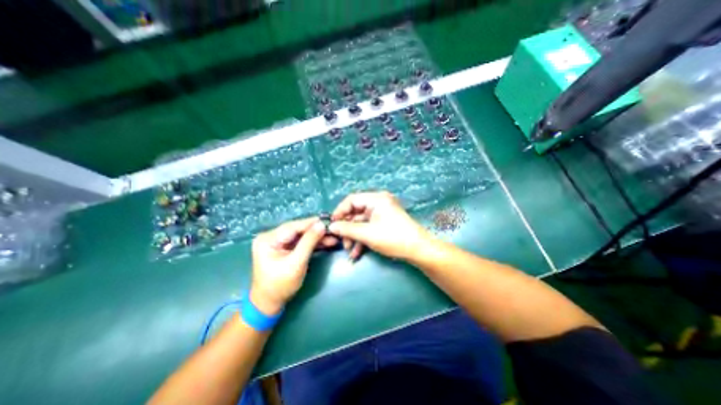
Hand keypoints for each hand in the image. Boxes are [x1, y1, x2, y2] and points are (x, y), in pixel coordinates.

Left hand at [252, 218, 330, 315]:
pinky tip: (325, 242)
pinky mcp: (284, 248)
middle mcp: (271, 237)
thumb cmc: (280, 285)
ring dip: (316, 237)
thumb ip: (309, 242)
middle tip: (333, 230)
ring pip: (301, 236)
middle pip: (298, 230)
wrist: (270, 303)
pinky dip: (312, 243)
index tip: (328, 221)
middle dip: (316, 231)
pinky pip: (300, 242)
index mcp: (268, 239)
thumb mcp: (296, 263)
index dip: (311, 223)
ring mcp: (278, 242)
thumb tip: (321, 225)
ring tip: (333, 237)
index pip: (293, 226)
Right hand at [329, 191, 433, 260]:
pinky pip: (368, 227)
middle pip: (356, 213)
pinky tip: (357, 252)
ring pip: (361, 222)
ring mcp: (382, 213)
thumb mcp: (367, 234)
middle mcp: (378, 202)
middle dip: (347, 229)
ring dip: (354, 236)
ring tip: (349, 251)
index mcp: (376, 199)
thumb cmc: (393, 238)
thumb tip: (330, 227)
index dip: (339, 212)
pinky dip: (362, 238)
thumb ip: (347, 229)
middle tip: (341, 242)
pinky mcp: (384, 222)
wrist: (419, 250)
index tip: (331, 225)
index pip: (351, 200)